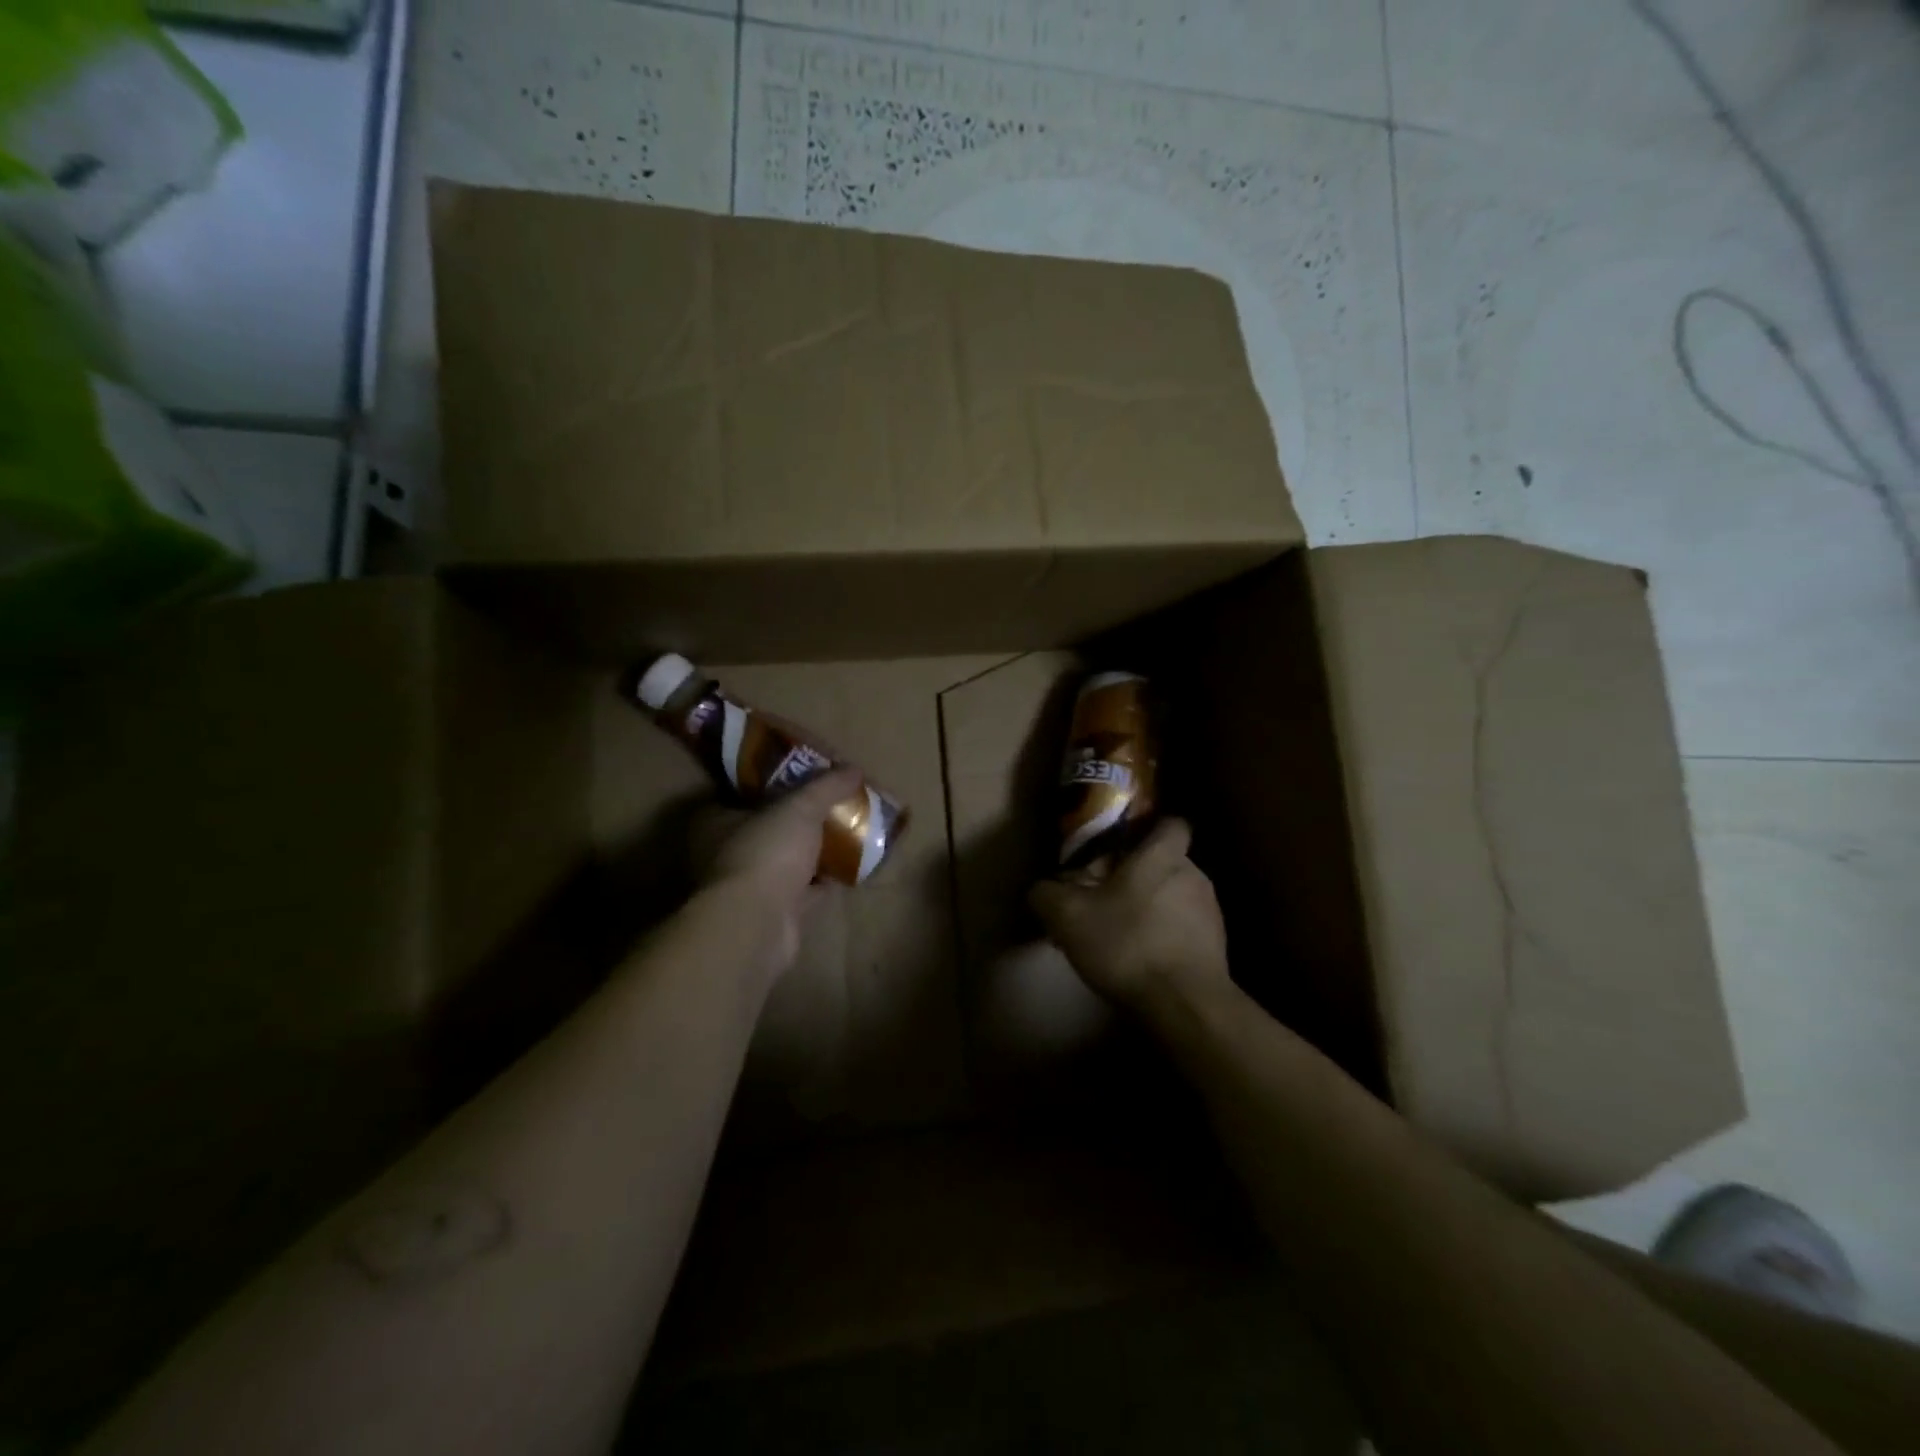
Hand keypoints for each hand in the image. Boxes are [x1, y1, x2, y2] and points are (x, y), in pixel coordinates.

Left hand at [693, 767, 859, 976]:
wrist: (757, 923)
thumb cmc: (765, 852)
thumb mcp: (800, 807)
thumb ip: (826, 786)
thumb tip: (854, 769)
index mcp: (715, 822)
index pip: (740, 797)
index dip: (769, 788)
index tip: (800, 782)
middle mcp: (724, 854)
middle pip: (764, 831)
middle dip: (795, 823)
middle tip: (828, 807)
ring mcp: (746, 888)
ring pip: (783, 863)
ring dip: (810, 854)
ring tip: (844, 835)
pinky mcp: (770, 914)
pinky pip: (801, 892)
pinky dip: (821, 883)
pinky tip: (846, 870)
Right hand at [1029, 818, 1229, 1013]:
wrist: (1185, 1007)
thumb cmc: (1128, 944)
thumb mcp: (1068, 917)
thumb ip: (1047, 894)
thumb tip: (1040, 889)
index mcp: (1162, 856)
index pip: (1171, 823)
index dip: (1149, 828)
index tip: (1123, 843)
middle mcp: (1194, 875)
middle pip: (1166, 863)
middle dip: (1139, 876)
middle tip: (1106, 896)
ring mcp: (1211, 913)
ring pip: (1176, 898)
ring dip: (1153, 909)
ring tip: (1122, 935)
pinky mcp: (1218, 949)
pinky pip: (1185, 931)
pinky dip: (1165, 938)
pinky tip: (1142, 962)